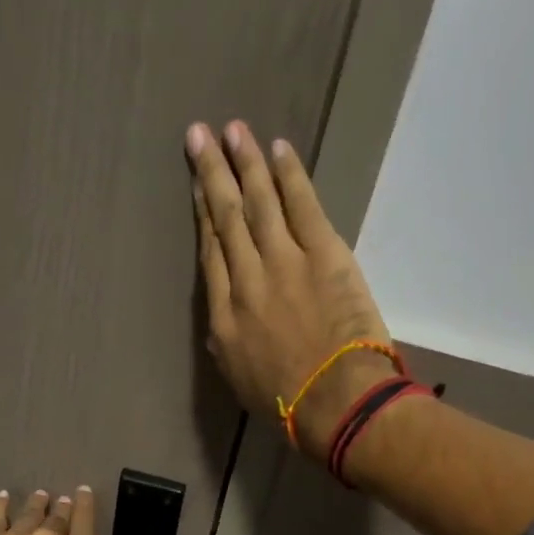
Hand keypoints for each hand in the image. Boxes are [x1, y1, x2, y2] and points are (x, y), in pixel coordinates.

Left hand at [0, 486, 130, 534]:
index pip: (85, 523)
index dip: (85, 505)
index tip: (83, 492)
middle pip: (58, 517)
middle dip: (62, 507)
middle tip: (61, 500)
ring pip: (30, 512)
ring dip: (37, 503)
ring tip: (41, 496)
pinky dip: (1, 504)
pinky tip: (3, 497)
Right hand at [187, 119, 396, 458]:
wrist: (334, 400)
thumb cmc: (287, 404)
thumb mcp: (239, 381)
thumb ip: (228, 345)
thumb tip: (222, 324)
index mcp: (224, 316)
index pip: (211, 255)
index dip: (203, 217)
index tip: (199, 190)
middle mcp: (247, 280)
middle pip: (226, 219)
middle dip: (212, 174)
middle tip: (199, 135)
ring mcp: (284, 261)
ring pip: (258, 202)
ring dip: (244, 163)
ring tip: (233, 130)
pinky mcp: (323, 253)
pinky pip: (301, 204)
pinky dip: (289, 175)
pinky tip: (277, 150)